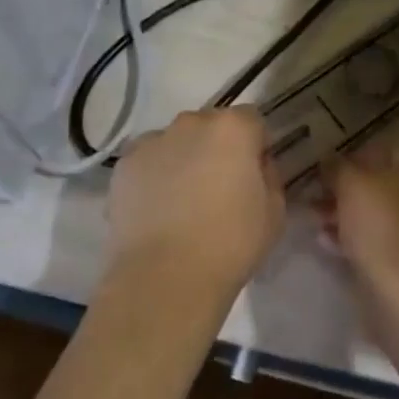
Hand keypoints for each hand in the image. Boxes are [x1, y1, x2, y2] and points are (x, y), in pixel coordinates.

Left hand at [106, 108, 284, 307]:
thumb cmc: (230, 244)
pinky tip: (157, 210)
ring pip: (176, 141)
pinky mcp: (124, 165)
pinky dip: (154, 175)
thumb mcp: (274, 213)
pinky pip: (148, 161)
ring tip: (182, 203)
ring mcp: (153, 141)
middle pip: (211, 126)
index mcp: (233, 129)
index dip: (255, 146)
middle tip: (218, 189)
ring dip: (184, 159)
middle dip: (218, 148)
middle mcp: (191, 123)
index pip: (252, 120)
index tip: (254, 175)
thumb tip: (254, 166)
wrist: (164, 278)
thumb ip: (268, 176)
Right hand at [317, 145, 398, 288]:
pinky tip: (331, 246)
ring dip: (349, 218)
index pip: (383, 152)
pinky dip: (360, 242)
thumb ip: (338, 168)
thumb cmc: (383, 226)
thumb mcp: (352, 185)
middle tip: (315, 202)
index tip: (322, 174)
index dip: (349, 160)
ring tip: (317, 225)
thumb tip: (330, 160)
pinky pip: (385, 243)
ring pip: (382, 216)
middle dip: (346, 193)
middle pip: (383, 186)